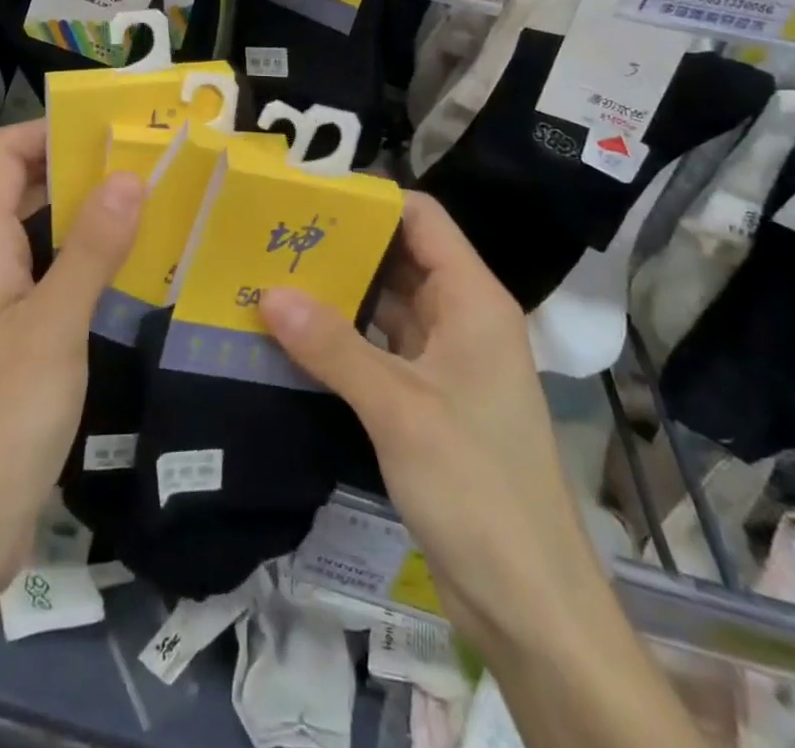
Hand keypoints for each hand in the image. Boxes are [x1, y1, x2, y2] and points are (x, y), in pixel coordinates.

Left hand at [0, 122, 143, 592]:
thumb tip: (128, 174)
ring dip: (95, 214)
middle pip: (27, 189)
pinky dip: (97, 261)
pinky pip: (62, 279)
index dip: (48, 130)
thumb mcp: (54, 326)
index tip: (110, 128)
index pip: (2, 156)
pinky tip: (141, 268)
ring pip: (49, 235)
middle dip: (83, 166)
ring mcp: (9, 306)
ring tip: (158, 202)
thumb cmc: (1, 418)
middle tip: (150, 160)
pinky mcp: (27, 343)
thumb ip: (91, 249)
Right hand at [259, 192, 600, 651]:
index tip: (308, 195)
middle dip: (342, 244)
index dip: (371, 199)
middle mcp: (460, 317)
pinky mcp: (426, 398)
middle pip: (399, 256)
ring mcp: (444, 359)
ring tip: (272, 272)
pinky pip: (378, 347)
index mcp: (472, 299)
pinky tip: (293, 333)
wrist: (528, 600)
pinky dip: (341, 336)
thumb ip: (332, 346)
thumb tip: (267, 293)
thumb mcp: (398, 407)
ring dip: (337, 292)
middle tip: (274, 233)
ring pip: (385, 303)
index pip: (422, 218)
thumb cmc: (476, 484)